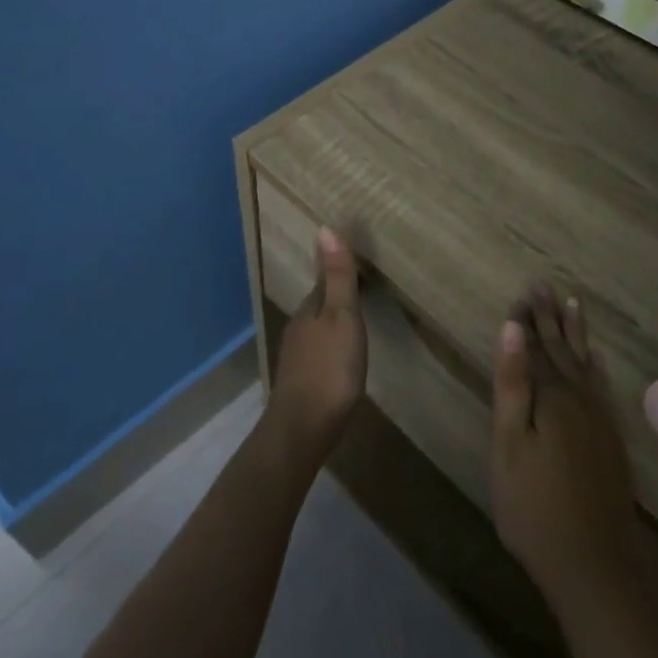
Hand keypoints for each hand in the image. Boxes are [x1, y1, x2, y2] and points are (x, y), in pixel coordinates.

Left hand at [268, 229, 366, 453]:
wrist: (303, 428)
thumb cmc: (329, 368)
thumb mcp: (342, 317)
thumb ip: (337, 277)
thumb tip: (325, 228)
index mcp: (310, 310)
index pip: (324, 280)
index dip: (338, 270)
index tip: (354, 260)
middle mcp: (299, 329)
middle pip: (319, 304)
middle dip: (335, 296)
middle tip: (360, 287)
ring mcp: (297, 357)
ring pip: (317, 330)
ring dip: (333, 322)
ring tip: (354, 320)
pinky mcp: (302, 383)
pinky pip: (318, 353)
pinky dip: (331, 347)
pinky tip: (341, 357)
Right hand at [490, 284, 641, 611]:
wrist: (595, 566)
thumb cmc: (535, 508)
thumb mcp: (510, 445)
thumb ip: (512, 384)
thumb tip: (511, 328)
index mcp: (554, 397)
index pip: (538, 346)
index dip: (529, 319)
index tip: (524, 289)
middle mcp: (582, 399)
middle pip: (564, 349)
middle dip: (552, 317)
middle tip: (544, 285)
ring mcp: (602, 421)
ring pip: (586, 364)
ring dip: (577, 334)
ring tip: (574, 304)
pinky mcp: (612, 441)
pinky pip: (603, 388)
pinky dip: (597, 367)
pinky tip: (596, 361)